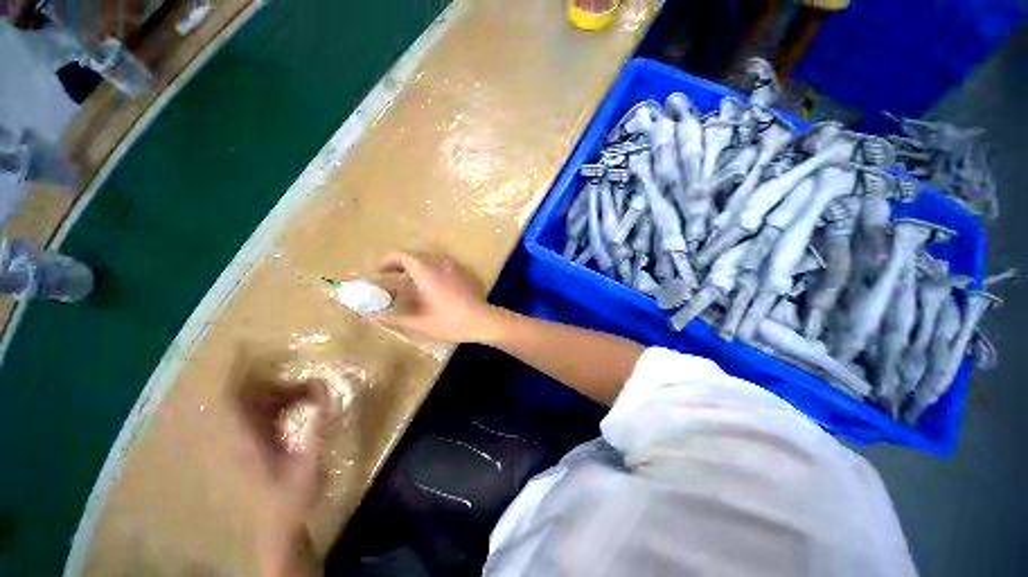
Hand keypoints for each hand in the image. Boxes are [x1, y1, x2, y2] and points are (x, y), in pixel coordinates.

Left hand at [229, 350, 325, 575]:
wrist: (278, 525)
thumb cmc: (293, 497)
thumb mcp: (310, 461)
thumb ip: (316, 423)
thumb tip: (322, 388)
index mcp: (246, 439)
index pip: (231, 397)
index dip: (234, 371)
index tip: (246, 345)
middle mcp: (240, 435)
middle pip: (242, 394)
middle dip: (264, 372)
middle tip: (291, 356)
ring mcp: (246, 440)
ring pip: (255, 403)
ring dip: (278, 387)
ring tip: (306, 379)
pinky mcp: (256, 445)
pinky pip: (264, 413)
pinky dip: (282, 400)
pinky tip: (302, 400)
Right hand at [374, 251, 498, 343]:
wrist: (482, 321)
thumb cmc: (450, 322)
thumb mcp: (419, 323)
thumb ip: (393, 317)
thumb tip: (372, 314)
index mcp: (427, 273)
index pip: (403, 256)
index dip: (388, 260)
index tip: (380, 271)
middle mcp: (441, 264)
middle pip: (416, 256)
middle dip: (401, 264)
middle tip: (393, 278)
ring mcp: (455, 267)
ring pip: (431, 259)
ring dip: (417, 266)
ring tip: (411, 282)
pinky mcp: (464, 273)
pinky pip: (443, 265)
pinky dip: (432, 269)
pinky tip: (434, 286)